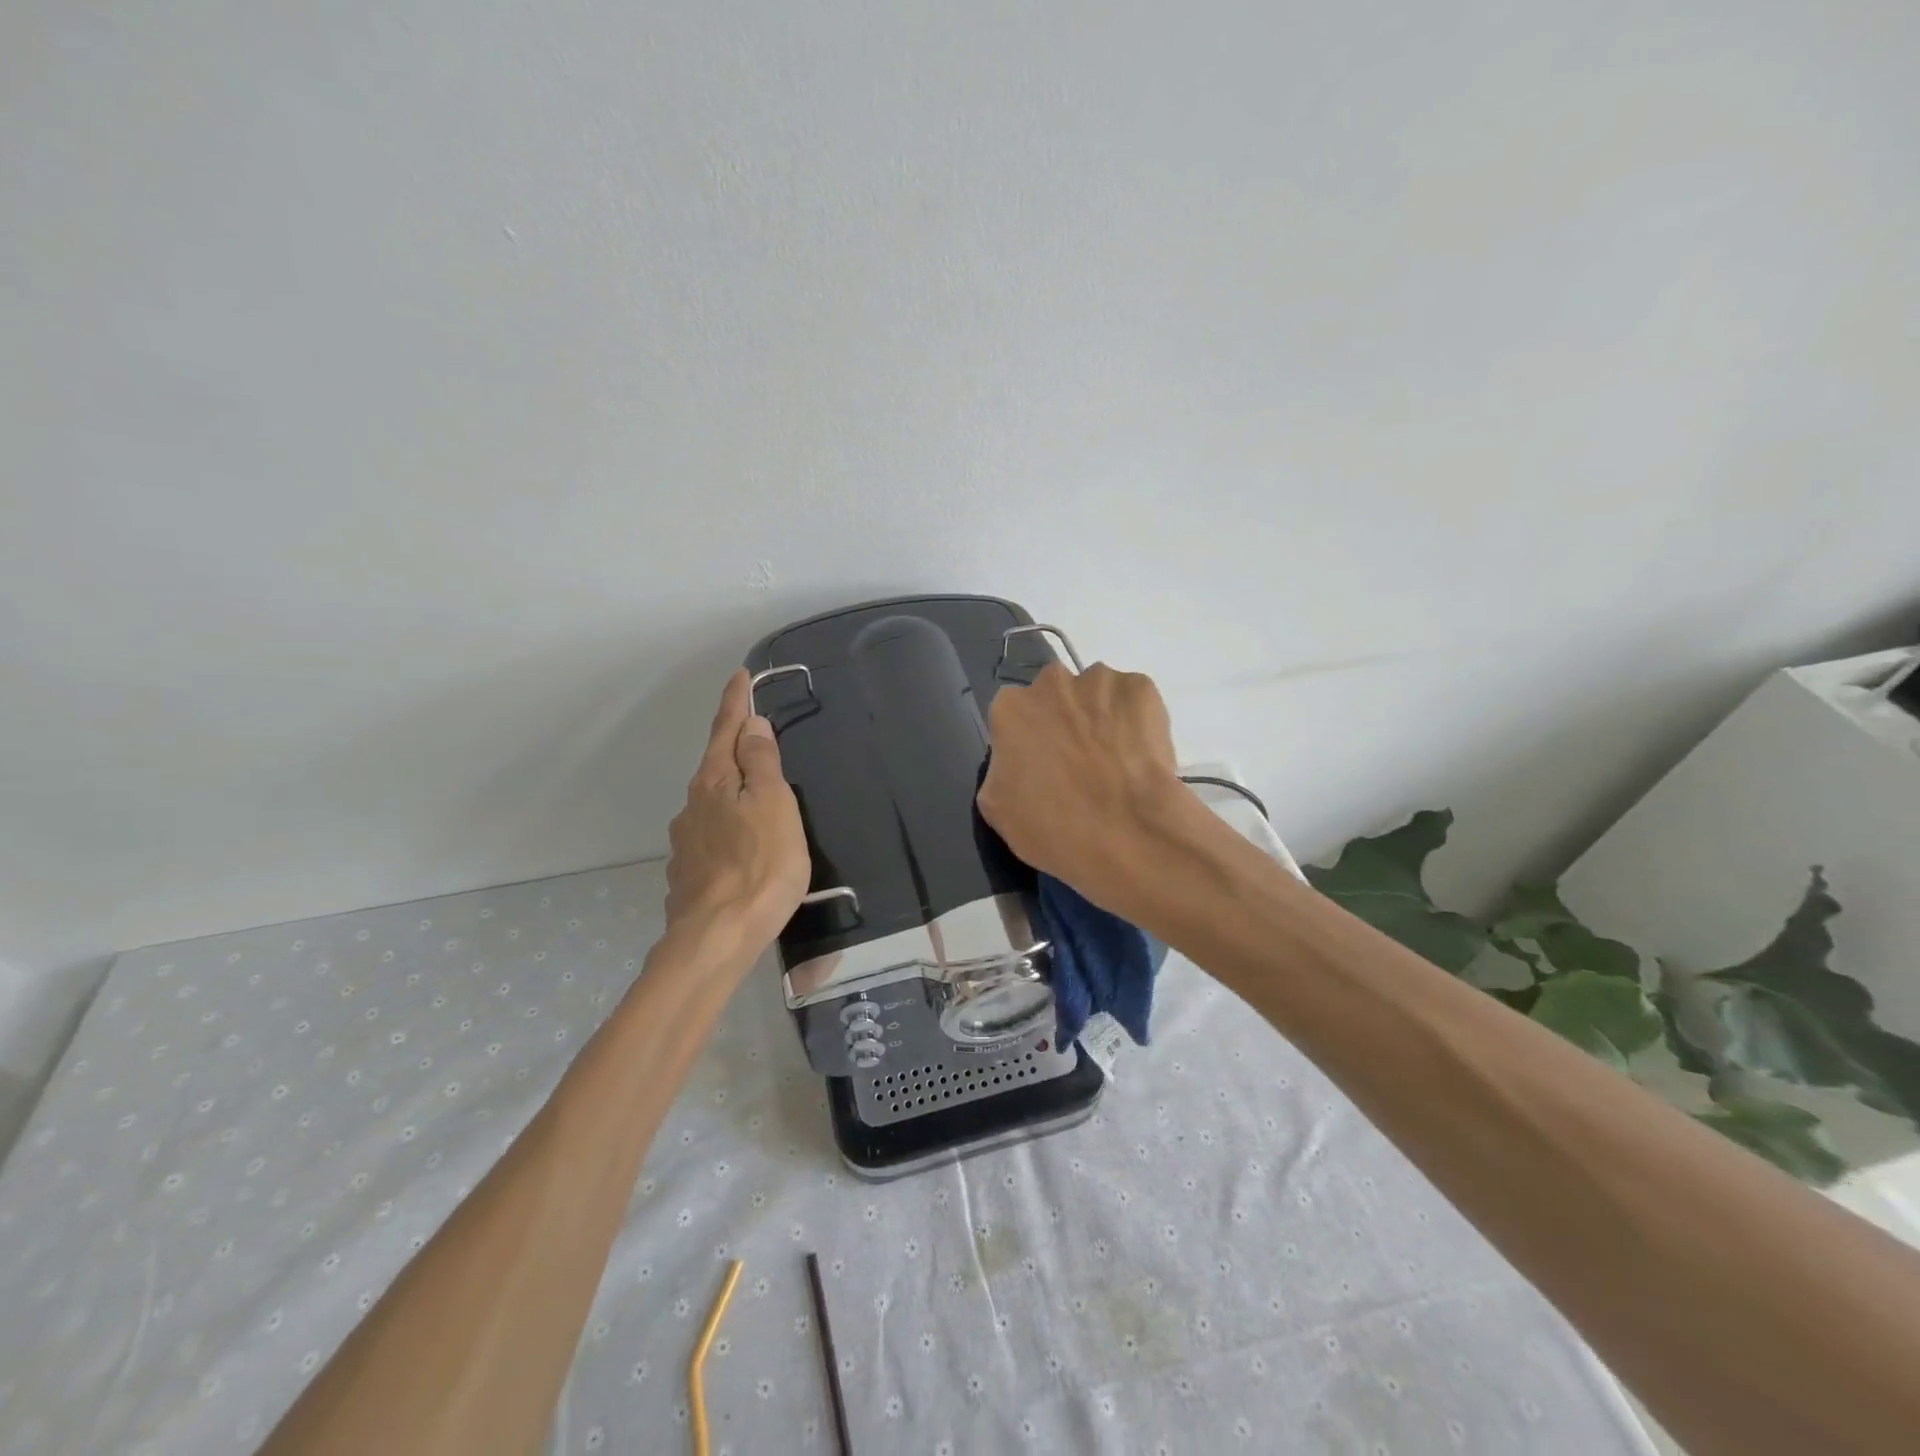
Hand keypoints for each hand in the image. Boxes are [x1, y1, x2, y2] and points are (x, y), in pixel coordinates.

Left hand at [664, 670, 810, 954]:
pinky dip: (726, 829)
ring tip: (754, 799)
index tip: (741, 675)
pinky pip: (710, 838)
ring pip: (711, 804)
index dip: (735, 701)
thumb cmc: (760, 866)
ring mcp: (685, 842)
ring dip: (730, 792)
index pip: (726, 730)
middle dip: (733, 747)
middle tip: (756, 736)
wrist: (717, 938)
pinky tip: (740, 847)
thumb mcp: (773, 805)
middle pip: (715, 765)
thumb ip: (762, 762)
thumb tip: (751, 724)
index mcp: (715, 782)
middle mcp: (693, 805)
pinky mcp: (688, 875)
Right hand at [977, 662, 1193, 912]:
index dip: (1029, 742)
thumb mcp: (997, 807)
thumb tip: (1018, 759)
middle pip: (1056, 696)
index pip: (1015, 716)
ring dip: (1102, 718)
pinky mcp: (1143, 689)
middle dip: (1064, 721)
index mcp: (1011, 707)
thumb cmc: (1053, 828)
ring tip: (1116, 762)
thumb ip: (1002, 767)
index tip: (1044, 767)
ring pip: (1097, 695)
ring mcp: (1101, 681)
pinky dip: (1138, 721)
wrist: (1128, 835)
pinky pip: (1135, 700)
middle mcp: (1052, 681)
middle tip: (1080, 763)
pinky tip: (1140, 756)